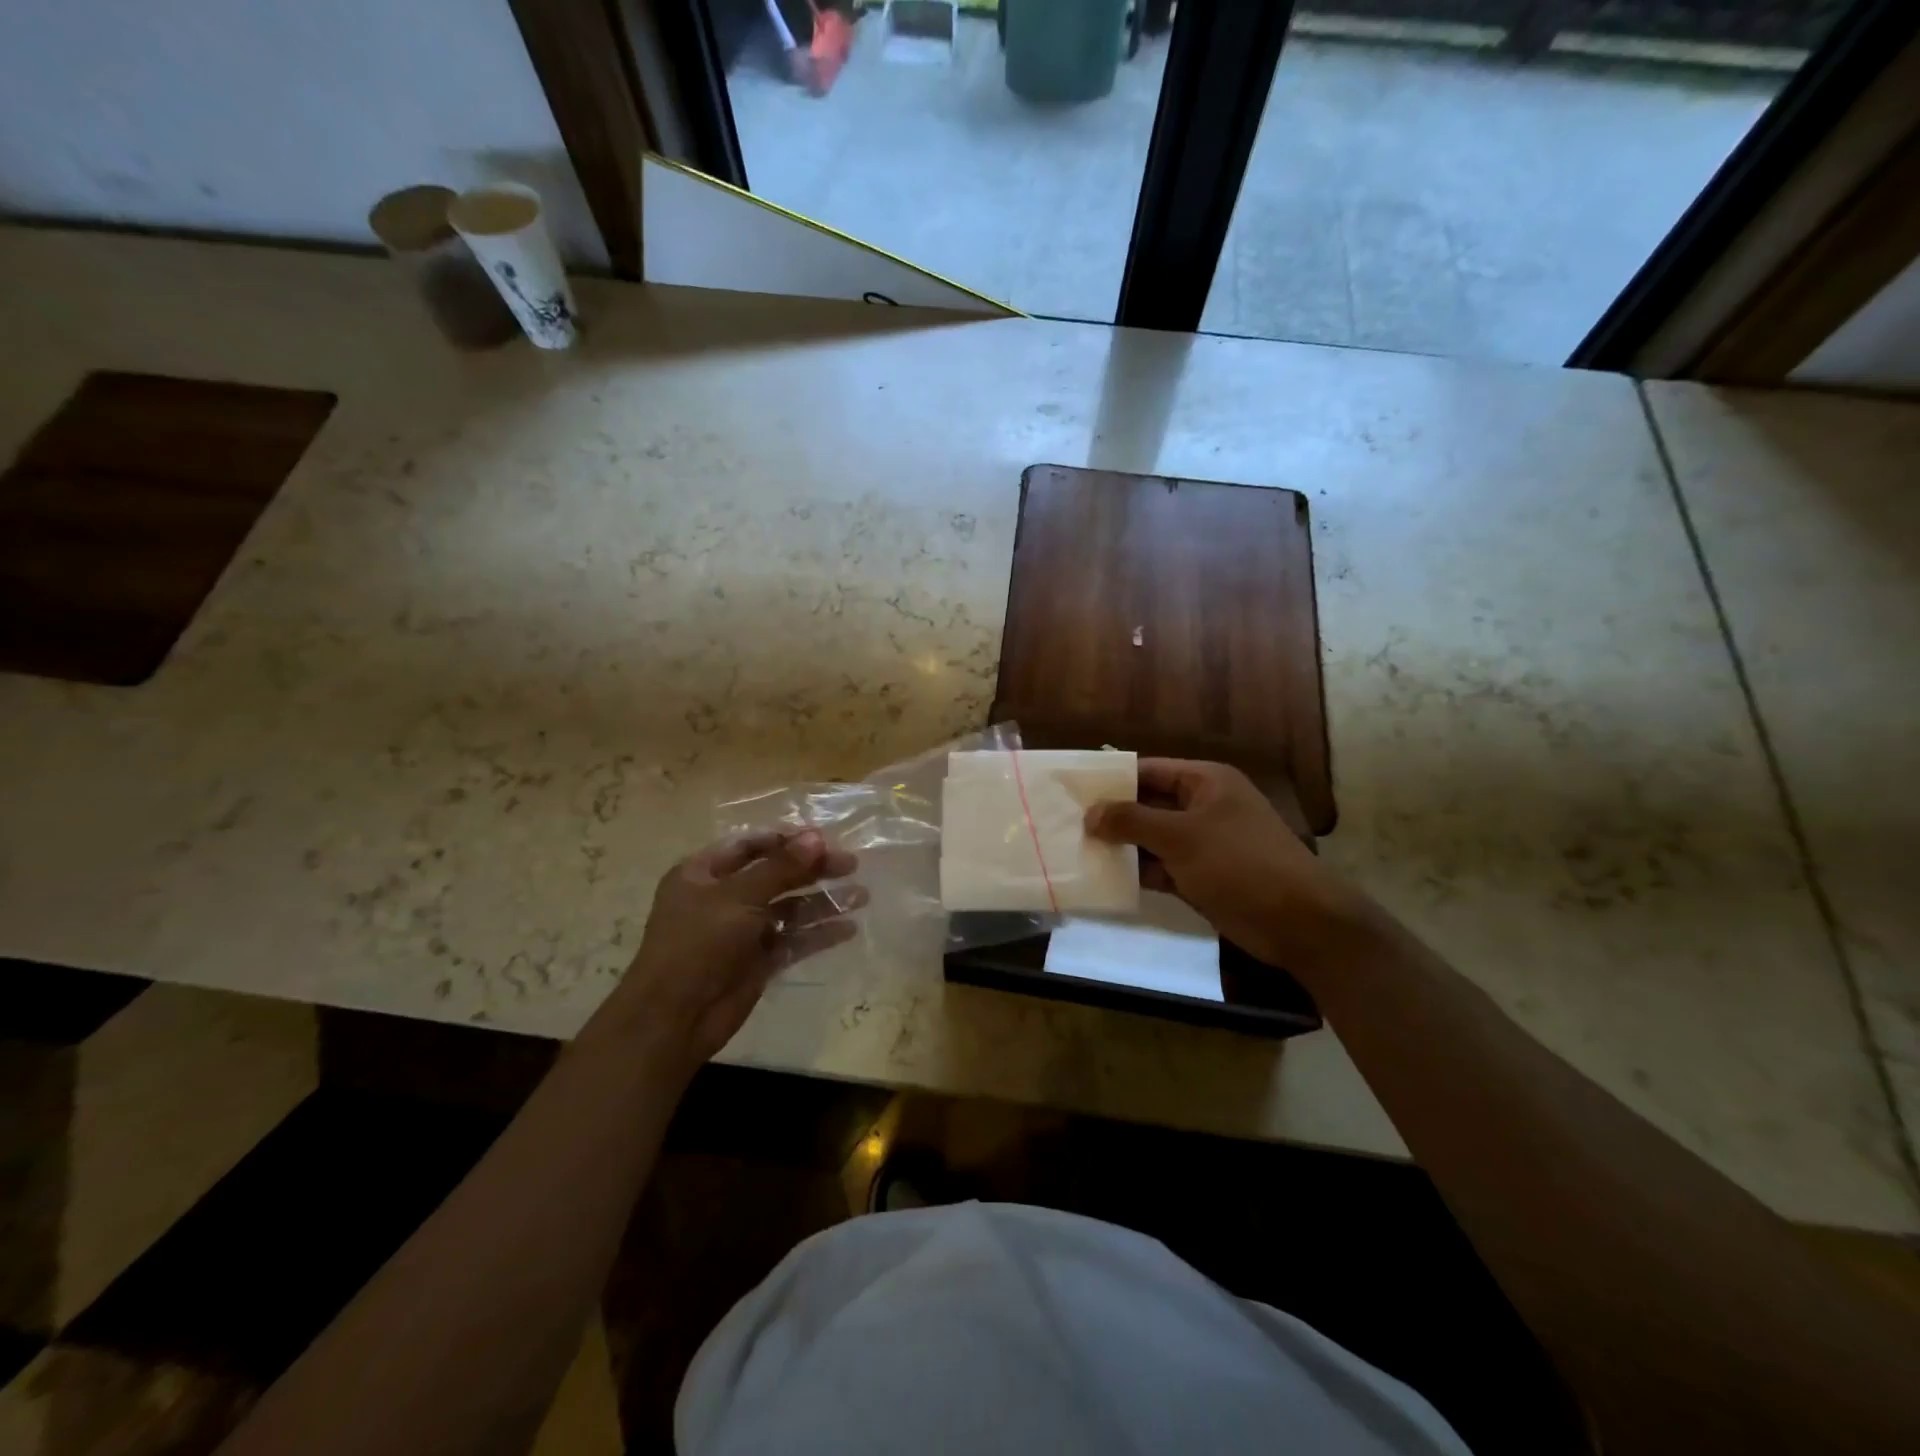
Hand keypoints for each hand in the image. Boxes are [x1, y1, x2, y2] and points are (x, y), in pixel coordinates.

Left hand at [609, 830, 862, 1074]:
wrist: (674, 1018)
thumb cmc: (698, 944)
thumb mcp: (738, 897)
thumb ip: (781, 867)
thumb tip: (817, 837)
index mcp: (704, 873)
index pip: (750, 846)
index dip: (786, 841)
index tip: (824, 839)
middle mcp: (723, 898)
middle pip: (776, 875)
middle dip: (813, 869)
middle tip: (851, 865)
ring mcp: (742, 931)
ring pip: (789, 909)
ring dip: (823, 902)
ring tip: (862, 896)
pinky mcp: (759, 961)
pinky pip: (793, 940)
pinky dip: (819, 934)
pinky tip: (848, 928)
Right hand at [1085, 759, 1372, 972]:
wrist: (1299, 922)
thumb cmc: (1240, 864)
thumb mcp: (1182, 837)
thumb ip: (1132, 821)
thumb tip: (1090, 813)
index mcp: (1205, 782)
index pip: (1148, 770)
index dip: (1111, 780)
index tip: (1072, 792)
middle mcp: (1203, 807)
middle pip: (1148, 804)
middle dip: (1111, 815)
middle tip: (1065, 824)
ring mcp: (1203, 844)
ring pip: (1152, 838)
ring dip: (1121, 846)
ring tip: (1074, 850)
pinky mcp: (1202, 876)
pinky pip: (1161, 867)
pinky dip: (1137, 872)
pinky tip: (1103, 878)